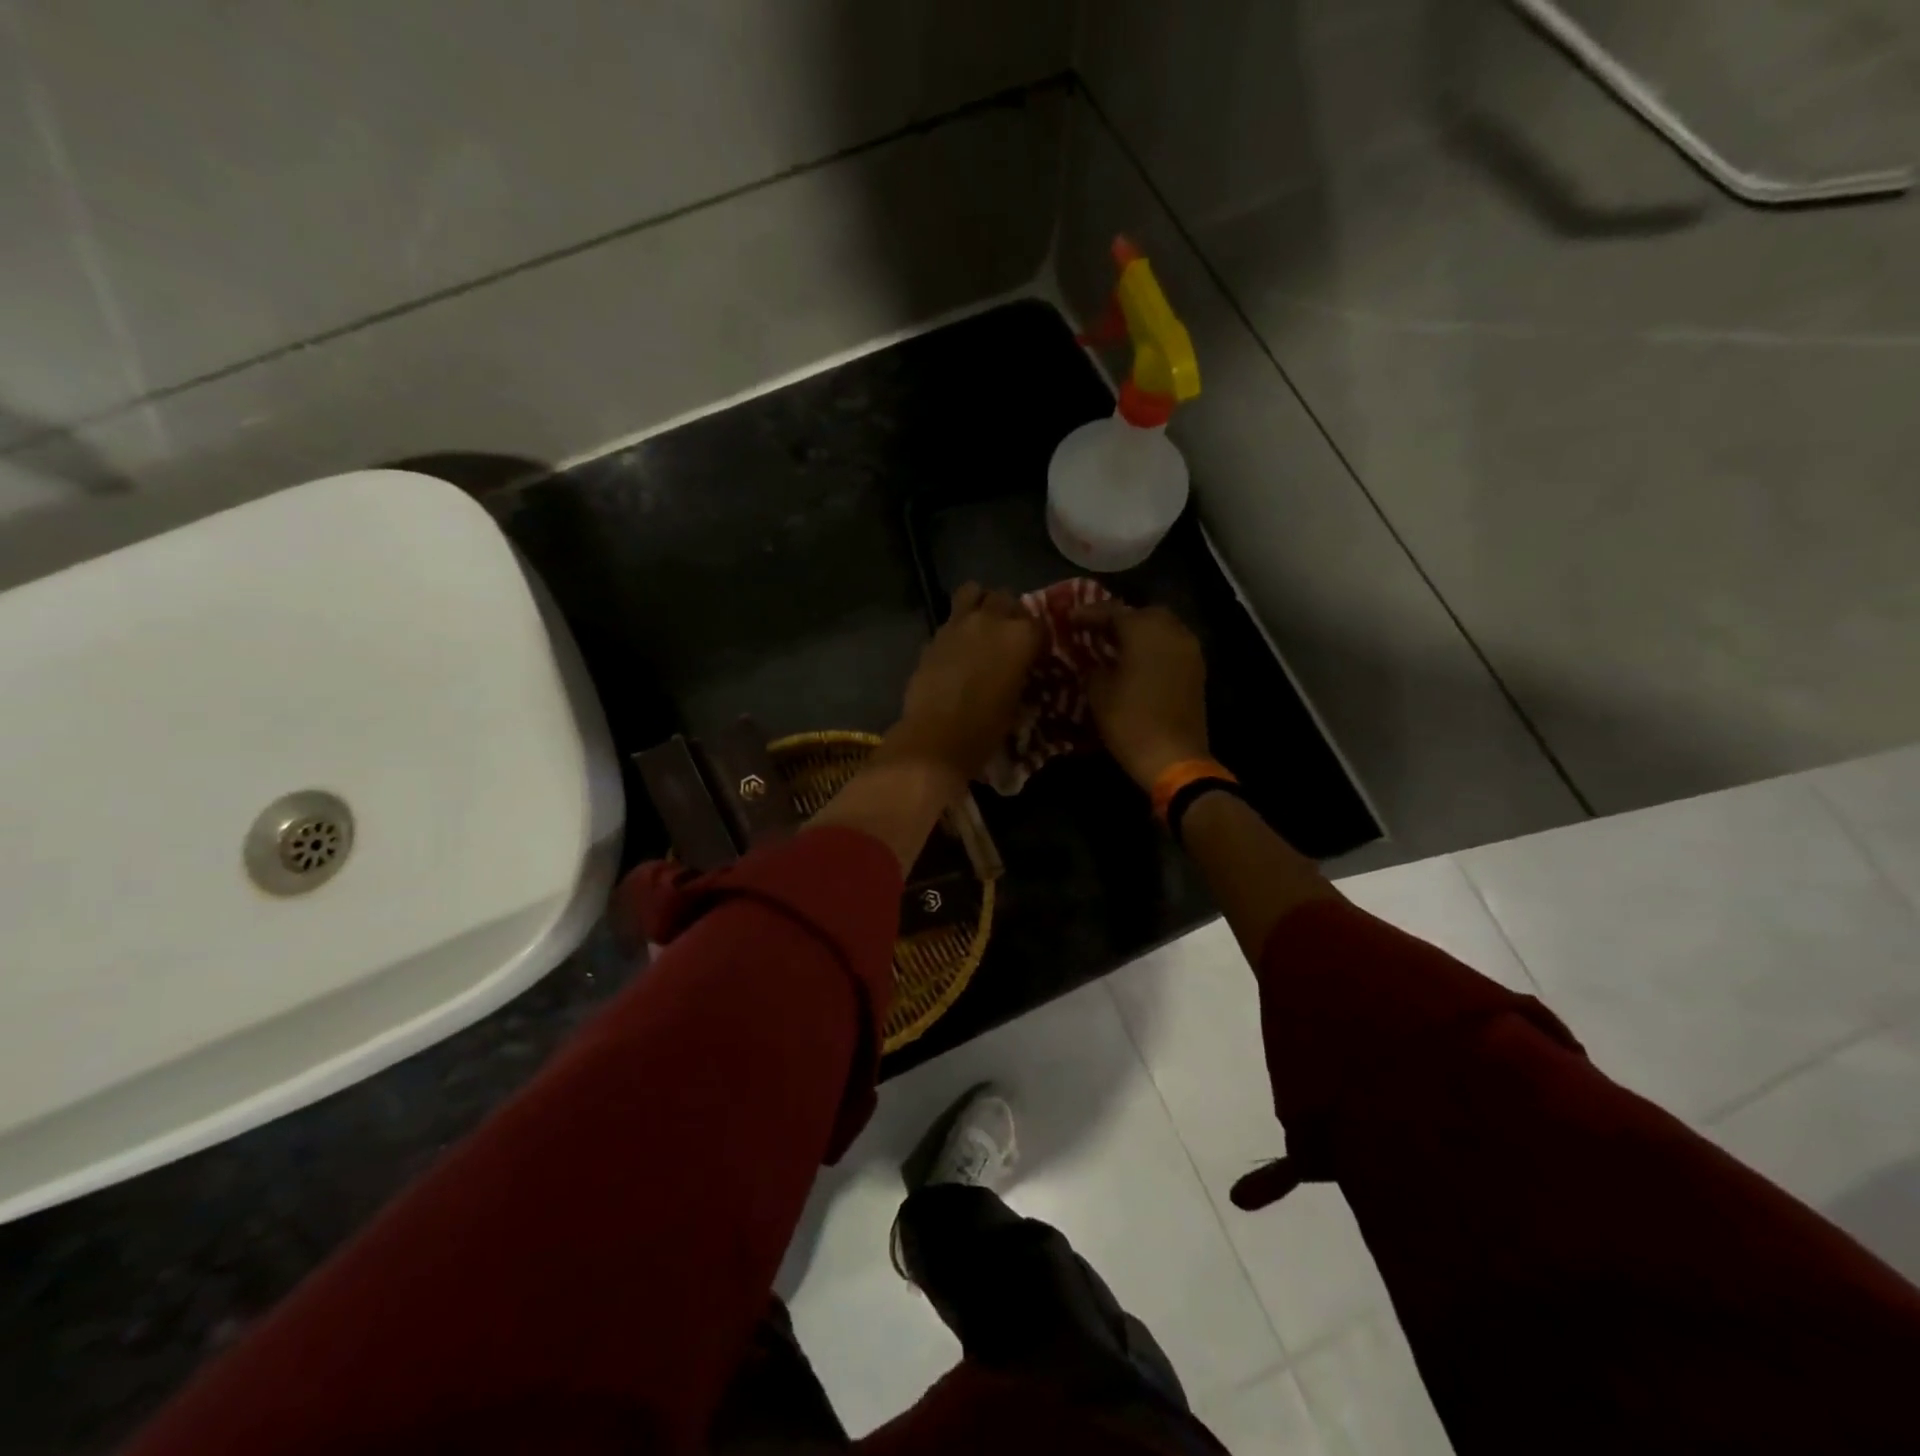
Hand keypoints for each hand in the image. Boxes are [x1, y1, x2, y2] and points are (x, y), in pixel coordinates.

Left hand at [882, 583, 1042, 786]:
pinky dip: (956, 627)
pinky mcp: (933, 635)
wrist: (937, 738)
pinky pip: (950, 619)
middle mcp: (992, 620)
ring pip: (973, 591)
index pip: (1039, 623)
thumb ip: (1020, 674)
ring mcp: (958, 624)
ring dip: (980, 603)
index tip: (1035, 653)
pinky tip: (955, 649)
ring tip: (981, 625)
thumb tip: (1019, 668)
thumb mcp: (1017, 703)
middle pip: (1006, 598)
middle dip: (1010, 612)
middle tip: (1007, 635)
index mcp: (1022, 636)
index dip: (1037, 638)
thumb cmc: (986, 728)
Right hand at [1075, 601, 1209, 789]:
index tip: (1069, 617)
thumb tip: (1094, 658)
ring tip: (1115, 646)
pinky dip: (1154, 648)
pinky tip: (1136, 662)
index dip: (1088, 614)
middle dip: (1119, 619)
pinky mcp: (1196, 670)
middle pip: (1142, 613)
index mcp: (1144, 630)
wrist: (1173, 757)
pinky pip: (1171, 646)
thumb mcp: (1098, 691)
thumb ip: (1093, 665)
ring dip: (1139, 633)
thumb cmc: (1129, 721)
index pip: (1112, 611)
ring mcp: (1189, 650)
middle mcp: (1171, 631)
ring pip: (1161, 628)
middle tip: (1096, 631)